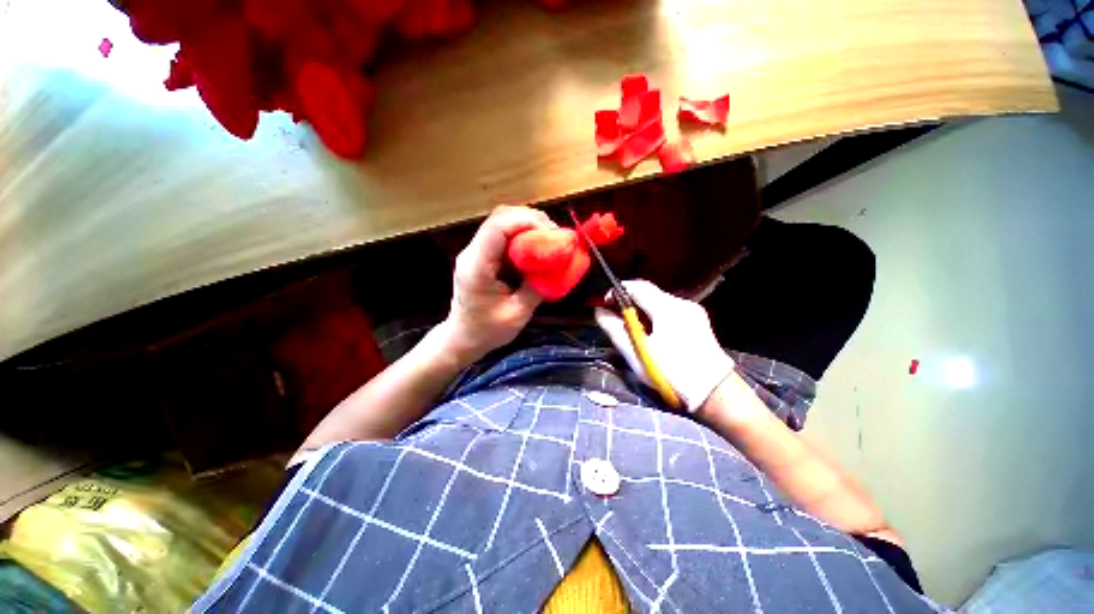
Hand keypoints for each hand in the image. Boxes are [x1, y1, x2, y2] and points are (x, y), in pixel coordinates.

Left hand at [439, 205, 556, 363]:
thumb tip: (558, 266)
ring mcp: (475, 251)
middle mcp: (472, 252)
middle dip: (532, 220)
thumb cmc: (487, 330)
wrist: (463, 337)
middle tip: (555, 236)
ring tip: (549, 239)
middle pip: (501, 217)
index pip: (498, 226)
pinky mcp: (481, 254)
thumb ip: (537, 288)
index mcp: (477, 266)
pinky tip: (536, 246)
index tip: (552, 235)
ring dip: (528, 225)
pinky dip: (523, 234)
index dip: (528, 222)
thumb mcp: (518, 314)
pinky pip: (503, 234)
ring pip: (502, 221)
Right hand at [595, 280, 734, 411]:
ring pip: (660, 301)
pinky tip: (653, 333)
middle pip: (649, 293)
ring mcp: (693, 311)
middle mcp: (682, 303)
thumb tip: (599, 312)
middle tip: (618, 319)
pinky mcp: (698, 320)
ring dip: (643, 309)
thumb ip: (614, 329)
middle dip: (630, 302)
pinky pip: (671, 310)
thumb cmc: (670, 373)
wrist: (713, 393)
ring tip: (634, 330)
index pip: (637, 286)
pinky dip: (656, 315)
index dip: (618, 291)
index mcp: (666, 309)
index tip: (606, 303)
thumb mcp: (636, 353)